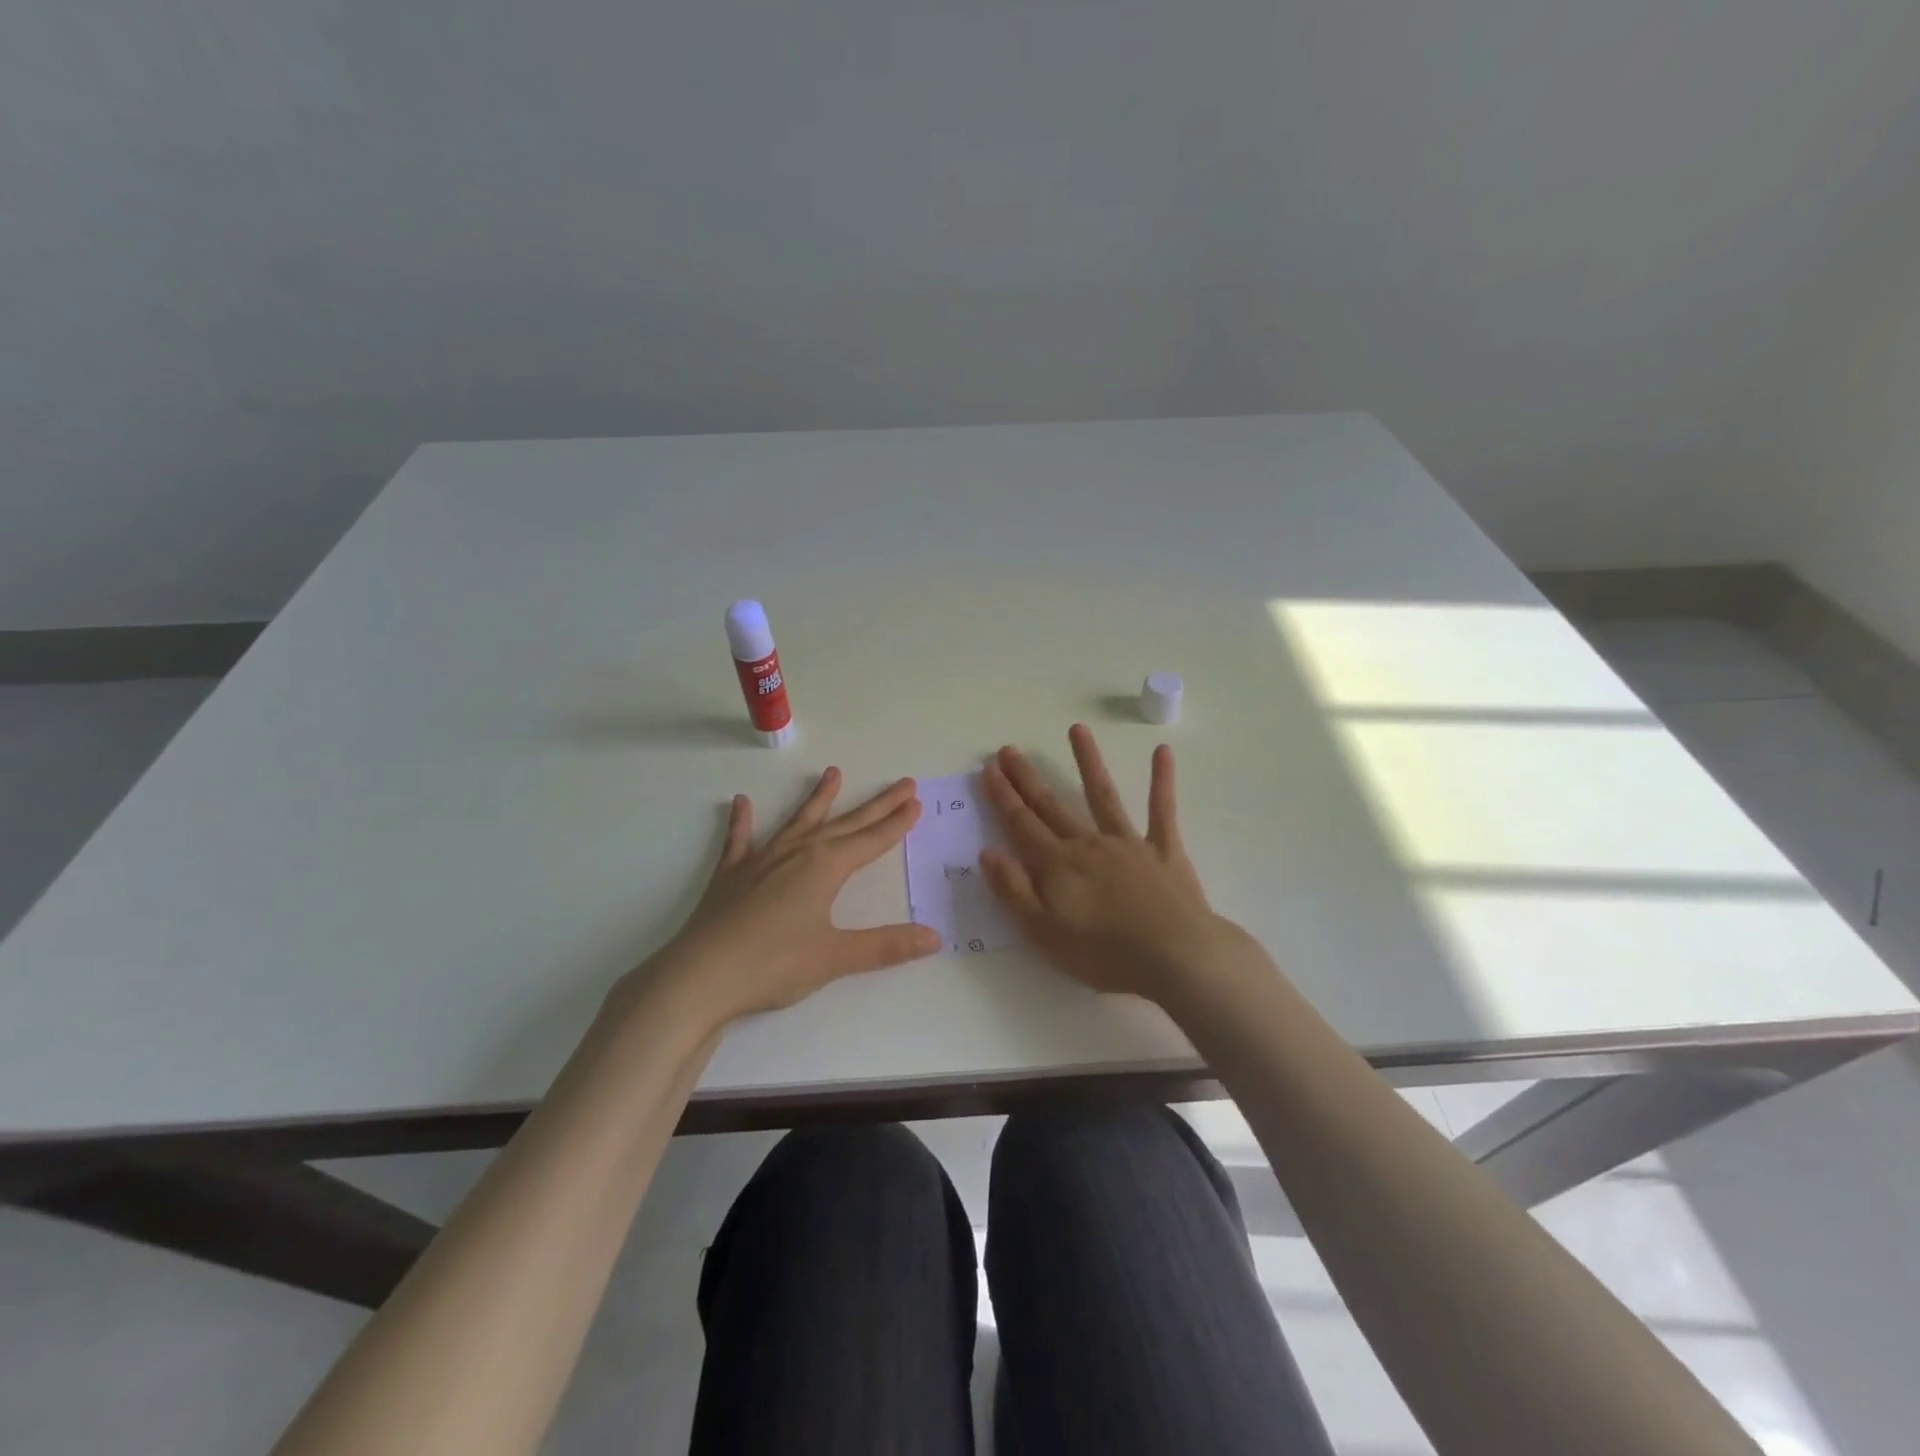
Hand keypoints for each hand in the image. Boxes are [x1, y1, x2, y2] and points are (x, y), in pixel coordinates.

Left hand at [636, 769, 940, 1025]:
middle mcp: (797, 853)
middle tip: (902, 783)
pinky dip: (742, 821)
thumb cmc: (773, 965)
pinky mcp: (731, 875)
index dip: (896, 823)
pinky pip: (740, 840)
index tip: (915, 801)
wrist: (700, 977)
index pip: (872, 840)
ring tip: (833, 773)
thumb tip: (934, 937)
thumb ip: (886, 946)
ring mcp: (761, 860)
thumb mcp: (836, 957)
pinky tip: (741, 803)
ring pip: (798, 822)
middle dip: (877, 805)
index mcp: (825, 867)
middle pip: (846, 823)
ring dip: (818, 799)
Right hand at [980, 725, 1247, 1003]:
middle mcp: (1088, 844)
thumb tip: (987, 852)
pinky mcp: (1164, 850)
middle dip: (1028, 778)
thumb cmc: (1105, 954)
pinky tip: (1163, 752)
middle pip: (1052, 806)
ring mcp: (1128, 843)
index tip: (989, 768)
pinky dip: (1162, 781)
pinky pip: (1161, 810)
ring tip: (1076, 729)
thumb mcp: (1044, 932)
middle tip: (1010, 749)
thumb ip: (1013, 890)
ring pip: (1102, 795)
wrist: (1176, 958)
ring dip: (1088, 761)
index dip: (1003, 797)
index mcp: (1057, 866)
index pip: (1021, 825)